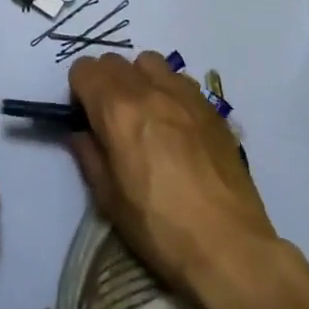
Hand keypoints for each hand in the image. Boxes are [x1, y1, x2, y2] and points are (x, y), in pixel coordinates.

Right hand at [68, 52, 279, 301]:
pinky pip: (181, 80)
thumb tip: (80, 133)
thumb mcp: (108, 198)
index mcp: (117, 110)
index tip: (85, 117)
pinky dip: (169, 90)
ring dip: (138, 79)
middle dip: (104, 82)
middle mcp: (149, 91)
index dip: (78, 91)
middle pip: (114, 61)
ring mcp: (186, 96)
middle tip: (111, 117)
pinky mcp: (213, 109)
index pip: (84, 69)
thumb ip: (88, 155)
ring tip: (145, 113)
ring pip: (150, 62)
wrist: (229, 247)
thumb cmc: (159, 226)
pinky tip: (176, 124)